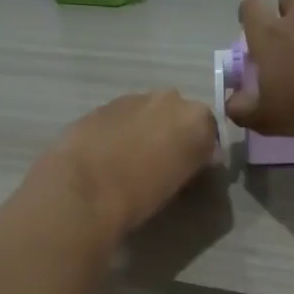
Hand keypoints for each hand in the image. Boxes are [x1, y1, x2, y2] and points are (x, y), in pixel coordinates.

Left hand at [33, 91, 217, 242]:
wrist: (84, 188)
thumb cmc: (141, 195)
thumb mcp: (180, 184)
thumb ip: (192, 162)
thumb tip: (194, 159)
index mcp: (197, 120)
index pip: (209, 131)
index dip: (199, 150)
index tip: (189, 169)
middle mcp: (169, 100)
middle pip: (177, 114)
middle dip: (171, 133)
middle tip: (159, 162)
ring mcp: (133, 98)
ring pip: (147, 112)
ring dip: (143, 129)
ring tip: (128, 159)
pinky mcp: (102, 104)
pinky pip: (120, 116)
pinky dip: (118, 130)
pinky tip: (106, 154)